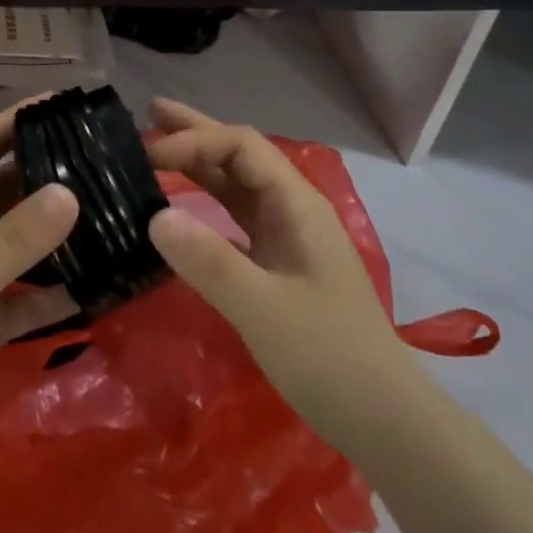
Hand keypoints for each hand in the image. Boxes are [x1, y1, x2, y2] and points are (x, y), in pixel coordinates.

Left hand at [0, 102, 80, 451]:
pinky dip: (57, 292)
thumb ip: (20, 233)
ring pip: (22, 245)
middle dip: (47, 177)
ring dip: (57, 235)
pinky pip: (30, 297)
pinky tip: (98, 283)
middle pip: (7, 192)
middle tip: (100, 161)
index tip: (60, 103)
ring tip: (108, 214)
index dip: (15, 122)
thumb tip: (70, 192)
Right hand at [146, 98, 409, 446]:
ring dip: (198, 164)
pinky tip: (181, 208)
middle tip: (149, 113)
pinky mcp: (279, 265)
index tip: (148, 155)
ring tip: (156, 148)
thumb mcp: (263, 309)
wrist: (383, 419)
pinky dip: (205, 204)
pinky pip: (236, 219)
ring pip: (237, 186)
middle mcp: (293, 209)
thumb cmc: (328, 356)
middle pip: (240, 156)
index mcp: (297, 204)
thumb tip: (155, 216)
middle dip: (197, 133)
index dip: (195, 141)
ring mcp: (288, 237)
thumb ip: (209, 261)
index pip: (241, 147)